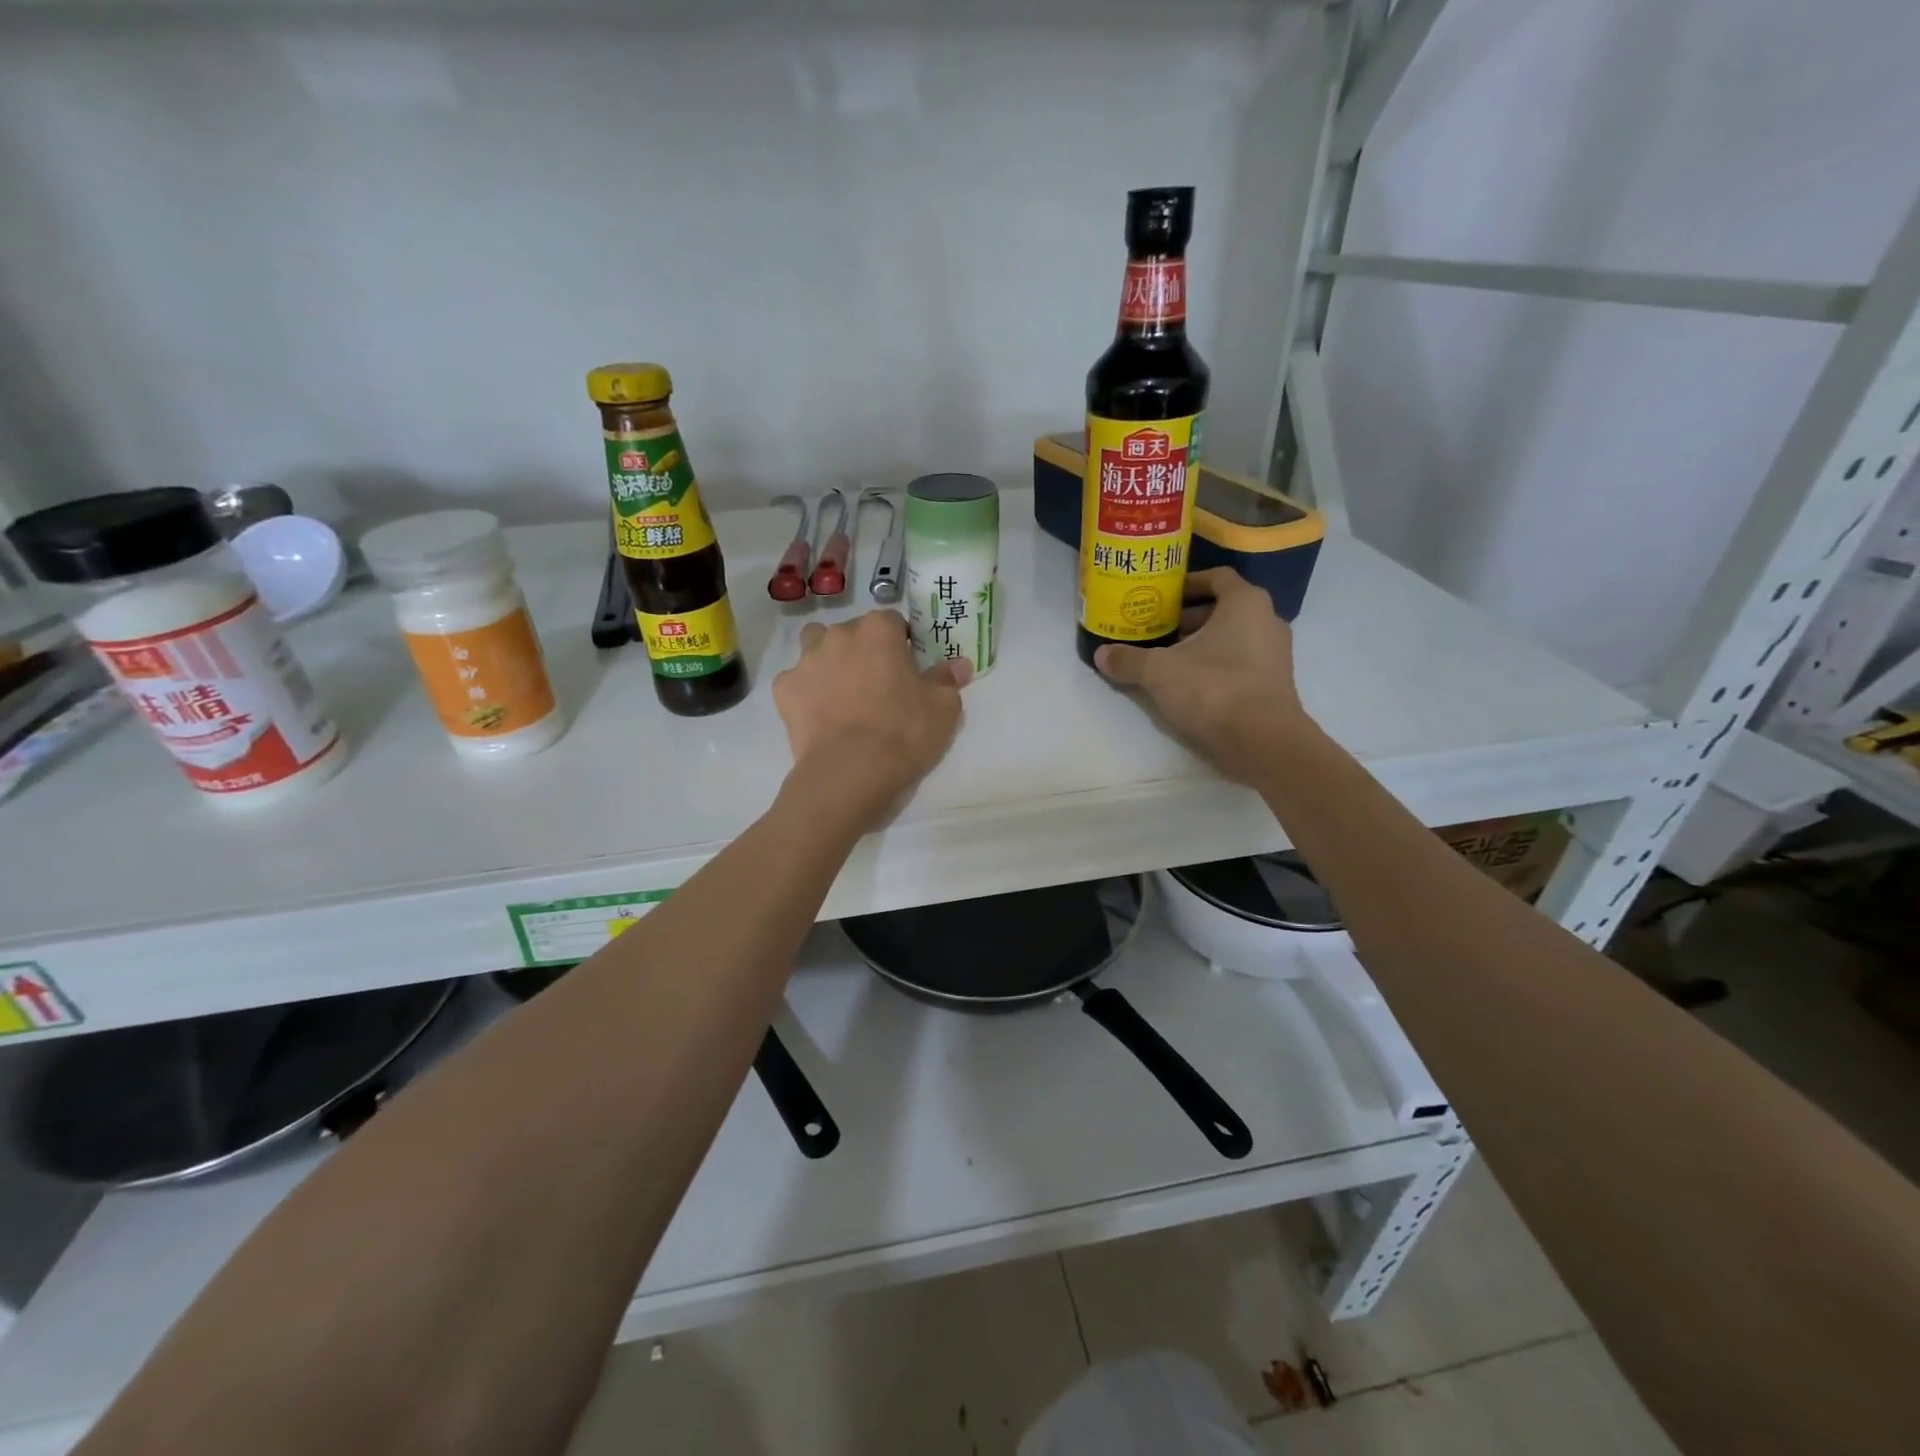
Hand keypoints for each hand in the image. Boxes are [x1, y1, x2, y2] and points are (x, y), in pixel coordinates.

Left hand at [773, 610, 970, 825]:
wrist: (849, 772)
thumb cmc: (903, 732)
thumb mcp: (943, 708)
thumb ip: (948, 679)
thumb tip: (959, 664)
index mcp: (878, 630)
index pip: (893, 622)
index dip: (902, 643)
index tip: (908, 668)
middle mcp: (838, 635)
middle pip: (853, 633)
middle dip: (864, 651)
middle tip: (878, 685)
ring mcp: (806, 661)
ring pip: (817, 648)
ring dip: (830, 662)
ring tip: (843, 694)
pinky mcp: (784, 689)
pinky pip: (797, 682)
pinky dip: (808, 693)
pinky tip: (820, 716)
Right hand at [1094, 567, 1309, 783]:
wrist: (1262, 742)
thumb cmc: (1213, 688)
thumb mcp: (1158, 671)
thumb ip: (1129, 660)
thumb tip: (1101, 655)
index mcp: (1246, 603)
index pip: (1217, 577)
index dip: (1187, 584)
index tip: (1162, 596)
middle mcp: (1267, 621)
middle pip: (1223, 609)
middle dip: (1188, 618)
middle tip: (1157, 629)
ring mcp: (1275, 655)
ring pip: (1232, 638)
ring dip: (1201, 644)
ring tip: (1167, 658)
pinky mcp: (1274, 684)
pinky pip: (1240, 662)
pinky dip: (1215, 666)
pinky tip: (1187, 684)